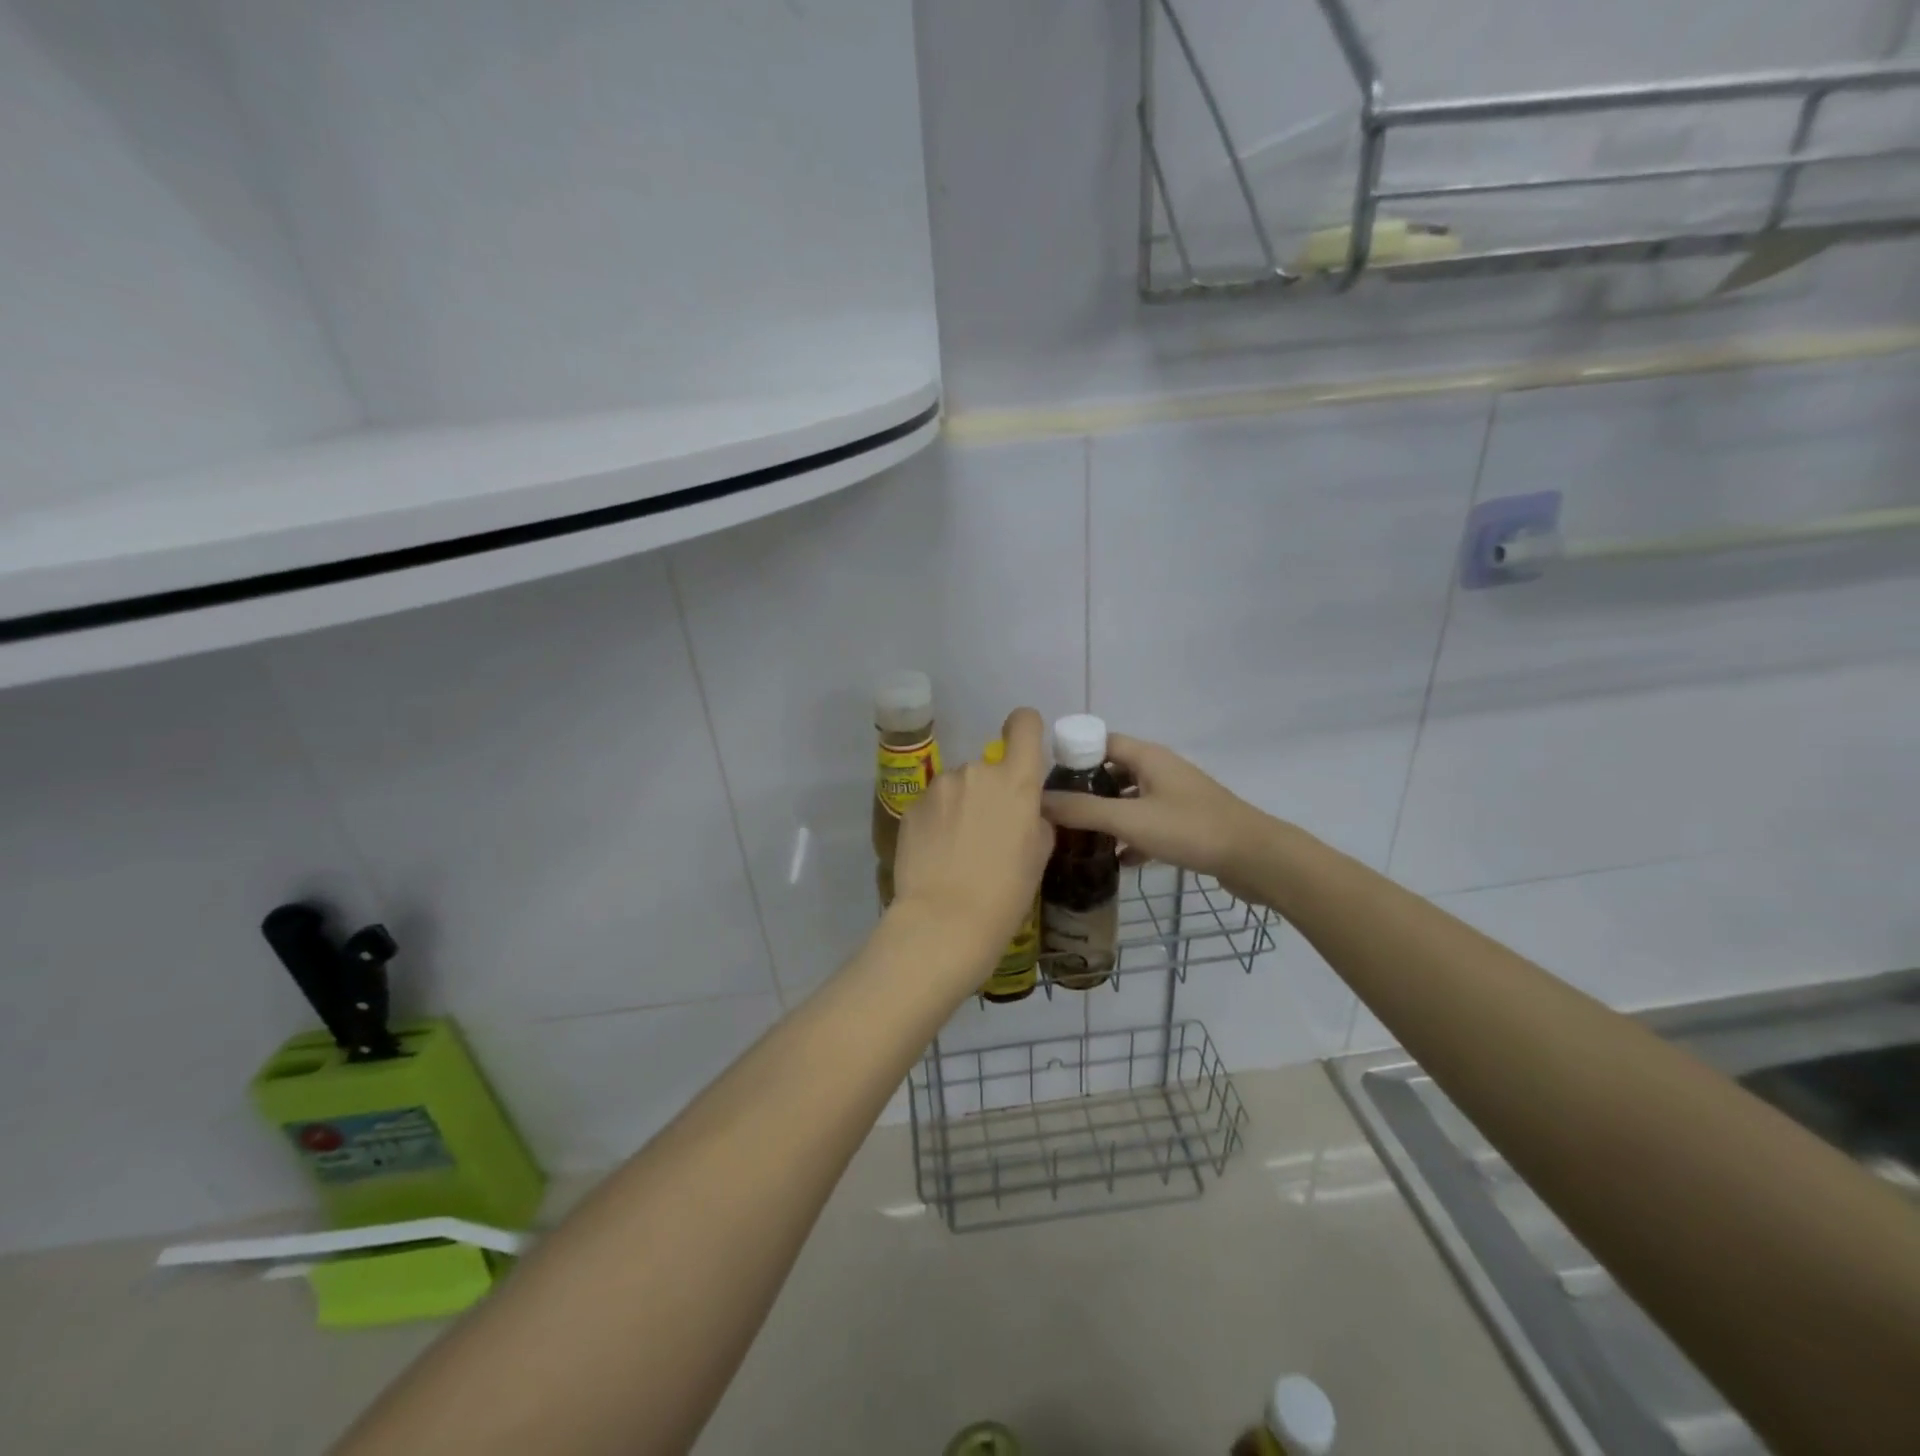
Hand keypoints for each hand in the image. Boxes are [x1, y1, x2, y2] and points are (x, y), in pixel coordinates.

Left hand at [890, 707, 1053, 966]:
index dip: (1025, 730)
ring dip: (961, 805)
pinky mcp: (912, 806)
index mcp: (1016, 780)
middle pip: (989, 767)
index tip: (1023, 750)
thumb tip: (1026, 810)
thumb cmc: (1005, 893)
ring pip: (958, 786)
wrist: (944, 921)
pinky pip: (934, 804)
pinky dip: (937, 820)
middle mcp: (976, 772)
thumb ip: (1036, 819)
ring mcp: (940, 786)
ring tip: (958, 849)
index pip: (1024, 724)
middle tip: (989, 832)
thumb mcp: (1038, 856)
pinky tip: (937, 854)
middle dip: (990, 791)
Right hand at [1041, 734, 1273, 898]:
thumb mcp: (1130, 819)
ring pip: (1130, 799)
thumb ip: (1083, 811)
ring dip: (1107, 815)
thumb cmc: (1190, 829)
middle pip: (1113, 771)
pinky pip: (1148, 824)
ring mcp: (1175, 797)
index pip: (1100, 742)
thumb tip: (1037, 801)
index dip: (1072, 755)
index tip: (1044, 780)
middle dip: (1085, 789)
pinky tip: (1116, 861)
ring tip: (1078, 837)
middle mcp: (1161, 770)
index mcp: (1147, 757)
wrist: (1255, 858)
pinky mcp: (1186, 824)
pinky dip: (1131, 837)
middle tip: (1056, 812)